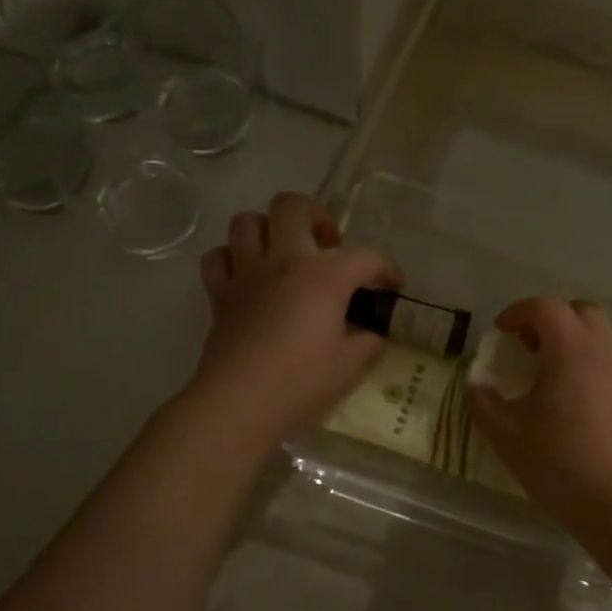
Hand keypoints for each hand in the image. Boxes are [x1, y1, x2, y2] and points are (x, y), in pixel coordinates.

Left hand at [185, 193, 399, 447]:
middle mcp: (284, 261)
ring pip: (247, 222)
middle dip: (316, 216)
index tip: (393, 284)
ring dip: (268, 229)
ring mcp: (247, 274)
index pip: (364, 257)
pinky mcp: (219, 294)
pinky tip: (247, 275)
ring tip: (284, 252)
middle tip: (328, 243)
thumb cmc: (300, 384)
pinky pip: (218, 258)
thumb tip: (372, 334)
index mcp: (324, 276)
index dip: (385, 268)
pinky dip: (231, 259)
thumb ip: (366, 343)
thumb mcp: (349, 367)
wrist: (240, 403)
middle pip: (293, 207)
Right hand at [469, 297, 611, 531]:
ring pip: (605, 345)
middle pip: (583, 314)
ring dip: (577, 350)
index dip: (519, 312)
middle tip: (532, 349)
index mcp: (572, 351)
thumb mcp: (507, 437)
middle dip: (553, 321)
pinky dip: (598, 378)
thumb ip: (484, 403)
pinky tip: (588, 418)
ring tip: (558, 388)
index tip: (502, 332)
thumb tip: (478, 385)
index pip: (546, 307)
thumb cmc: (562, 467)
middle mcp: (609, 354)